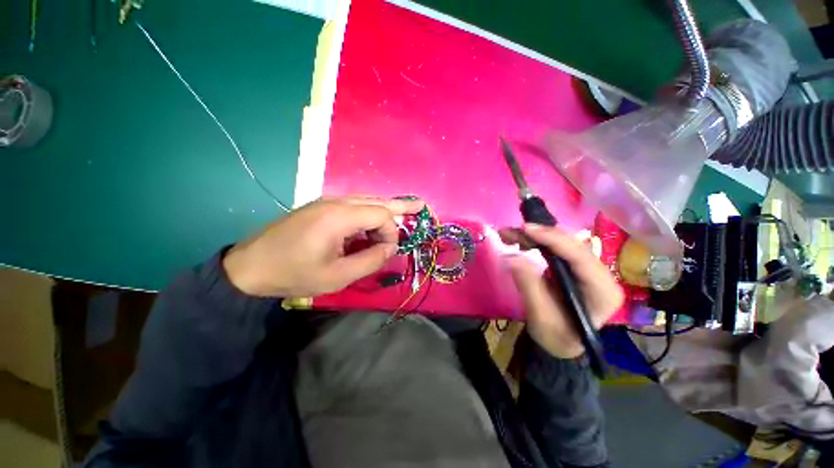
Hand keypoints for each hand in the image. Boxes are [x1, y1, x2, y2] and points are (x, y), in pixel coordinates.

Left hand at [223, 196, 423, 296]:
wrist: (250, 266)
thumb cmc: (294, 274)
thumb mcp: (338, 276)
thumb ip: (371, 260)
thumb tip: (391, 247)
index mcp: (339, 216)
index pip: (381, 214)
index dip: (391, 232)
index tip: (387, 251)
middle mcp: (335, 201)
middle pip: (376, 200)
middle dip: (399, 206)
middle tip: (420, 205)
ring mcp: (326, 201)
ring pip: (365, 200)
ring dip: (384, 208)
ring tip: (404, 210)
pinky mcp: (320, 207)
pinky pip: (353, 205)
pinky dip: (369, 212)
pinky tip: (375, 219)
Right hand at [500, 224, 623, 358]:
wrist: (561, 343)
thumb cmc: (556, 336)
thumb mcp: (541, 317)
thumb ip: (528, 286)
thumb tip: (510, 256)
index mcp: (602, 291)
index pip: (580, 257)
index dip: (553, 239)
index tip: (526, 229)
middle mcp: (600, 275)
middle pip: (571, 245)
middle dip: (540, 234)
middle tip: (511, 231)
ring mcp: (588, 269)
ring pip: (562, 243)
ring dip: (535, 236)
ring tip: (509, 234)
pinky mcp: (575, 267)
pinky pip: (556, 247)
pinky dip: (535, 241)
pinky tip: (519, 240)